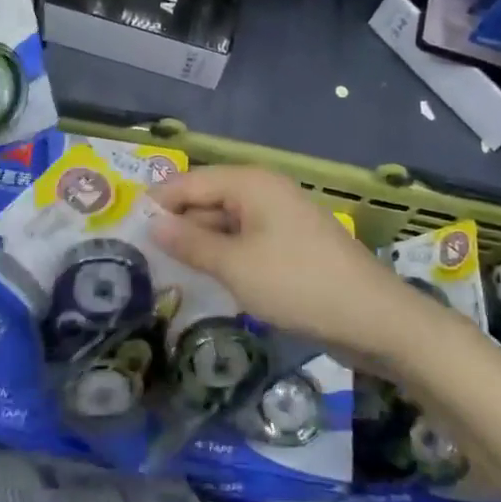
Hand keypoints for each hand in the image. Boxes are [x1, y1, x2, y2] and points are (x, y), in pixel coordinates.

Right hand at [150, 165, 426, 360]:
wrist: (375, 319)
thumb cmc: (298, 285)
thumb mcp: (235, 266)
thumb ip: (190, 243)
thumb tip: (152, 223)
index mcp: (251, 183)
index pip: (189, 181)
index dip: (157, 202)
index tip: (125, 228)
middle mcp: (264, 192)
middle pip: (208, 199)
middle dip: (177, 223)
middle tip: (140, 254)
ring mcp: (280, 219)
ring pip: (226, 223)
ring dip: (199, 243)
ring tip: (165, 268)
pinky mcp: (291, 245)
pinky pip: (246, 241)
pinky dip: (224, 255)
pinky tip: (207, 277)